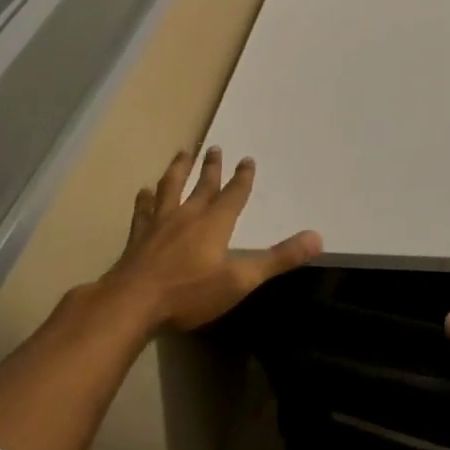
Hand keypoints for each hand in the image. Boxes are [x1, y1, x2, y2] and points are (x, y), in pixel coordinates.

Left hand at [103, 147, 321, 331]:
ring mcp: (159, 225)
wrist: (132, 303)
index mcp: (214, 224)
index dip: (242, 178)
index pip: (233, 195)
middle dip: (211, 167)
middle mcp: (187, 216)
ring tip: (181, 154)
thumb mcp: (241, 279)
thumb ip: (279, 259)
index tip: (247, 159)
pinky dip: (145, 199)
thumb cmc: (190, 292)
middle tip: (214, 147)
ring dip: (178, 170)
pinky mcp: (138, 238)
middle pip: (202, 185)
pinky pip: (143, 211)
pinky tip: (143, 192)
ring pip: (170, 188)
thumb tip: (317, 238)